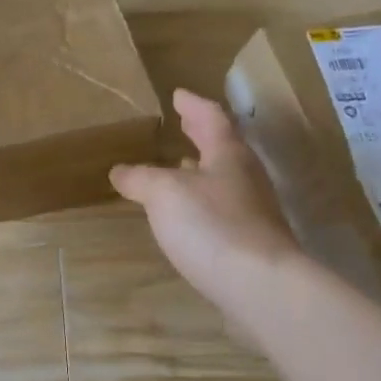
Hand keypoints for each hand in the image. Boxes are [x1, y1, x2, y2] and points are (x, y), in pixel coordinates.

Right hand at [111, 90, 305, 317]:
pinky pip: (222, 210)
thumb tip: (120, 170)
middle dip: (201, 135)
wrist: (260, 286)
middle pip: (223, 147)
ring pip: (224, 179)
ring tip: (180, 168)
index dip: (193, 104)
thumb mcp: (164, 194)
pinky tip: (188, 217)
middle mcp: (246, 177)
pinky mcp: (251, 243)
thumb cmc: (212, 226)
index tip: (177, 94)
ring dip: (202, 170)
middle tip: (183, 125)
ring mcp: (253, 212)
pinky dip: (203, 203)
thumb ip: (141, 178)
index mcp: (228, 154)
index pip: (211, 117)